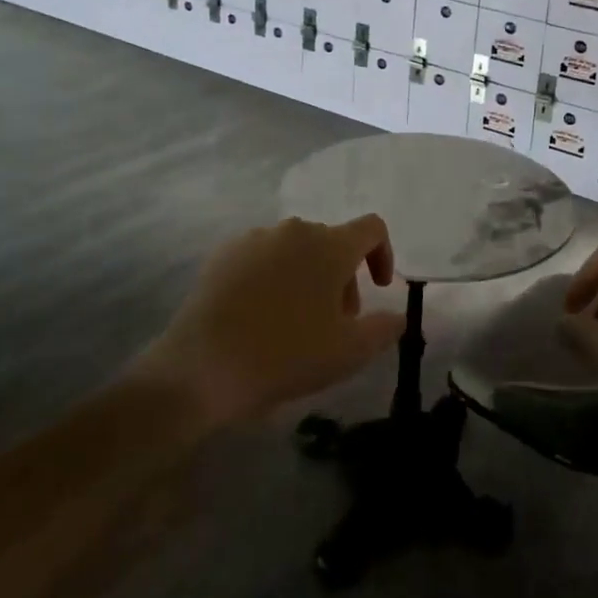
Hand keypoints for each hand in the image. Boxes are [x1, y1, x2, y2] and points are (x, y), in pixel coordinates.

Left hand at [137, 215, 404, 428]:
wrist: (199, 369)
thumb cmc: (285, 355)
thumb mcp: (349, 353)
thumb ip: (384, 329)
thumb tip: (398, 316)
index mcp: (330, 245)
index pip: (372, 228)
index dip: (384, 254)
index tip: (379, 288)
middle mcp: (295, 230)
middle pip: (332, 242)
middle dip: (343, 277)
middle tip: (335, 321)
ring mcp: (255, 239)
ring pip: (296, 250)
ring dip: (308, 277)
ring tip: (295, 322)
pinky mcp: (222, 254)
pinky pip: (262, 257)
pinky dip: (273, 278)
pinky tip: (259, 316)